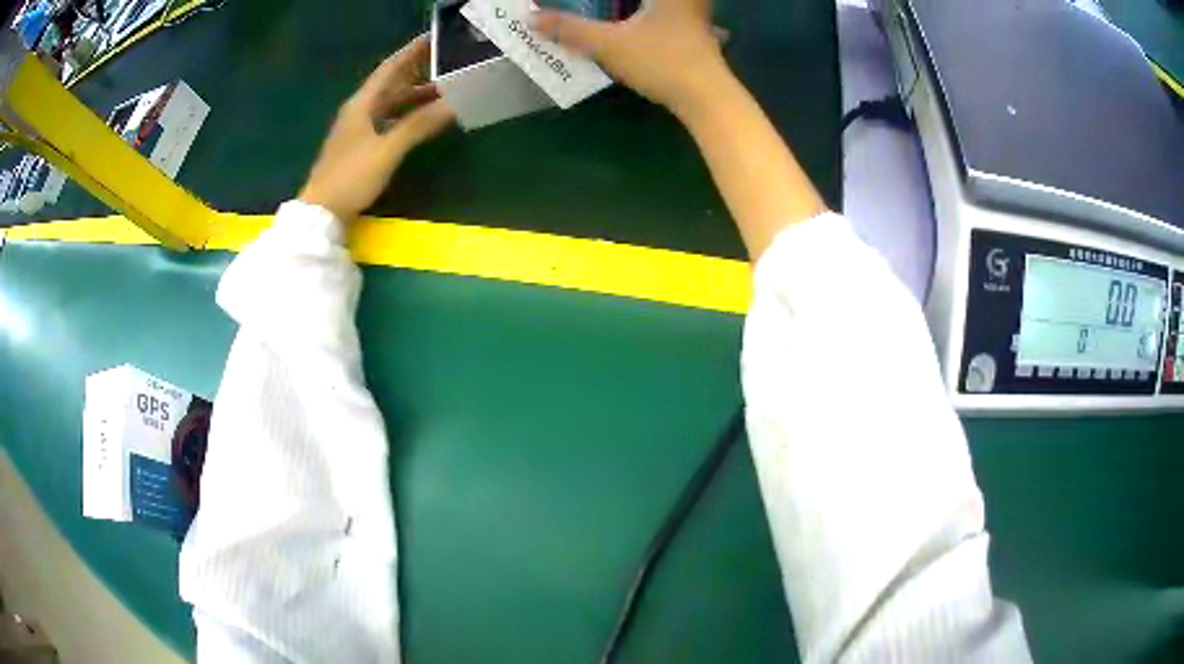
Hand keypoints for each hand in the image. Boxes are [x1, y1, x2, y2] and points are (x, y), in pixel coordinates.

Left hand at [299, 36, 454, 221]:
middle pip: (392, 83)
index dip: (412, 51)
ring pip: (392, 102)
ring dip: (416, 94)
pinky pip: (390, 119)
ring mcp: (360, 128)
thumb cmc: (350, 177)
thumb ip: (418, 125)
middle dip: (419, 70)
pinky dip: (409, 114)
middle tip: (448, 60)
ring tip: (446, 86)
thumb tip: (452, 104)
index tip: (435, 37)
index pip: (390, 68)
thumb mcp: (386, 150)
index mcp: (362, 104)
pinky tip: (425, 116)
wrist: (321, 213)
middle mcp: (360, 110)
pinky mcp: (362, 145)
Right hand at [531, 0, 726, 114]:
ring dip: (650, 8)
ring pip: (675, 6)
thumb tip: (531, 18)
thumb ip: (570, 29)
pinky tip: (653, 25)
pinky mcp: (702, 36)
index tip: (595, 2)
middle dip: (622, 3)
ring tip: (631, 11)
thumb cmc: (660, 62)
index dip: (605, 0)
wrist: (707, 98)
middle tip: (599, 6)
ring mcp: (699, 16)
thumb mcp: (608, 44)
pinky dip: (663, 17)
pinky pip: (679, 16)